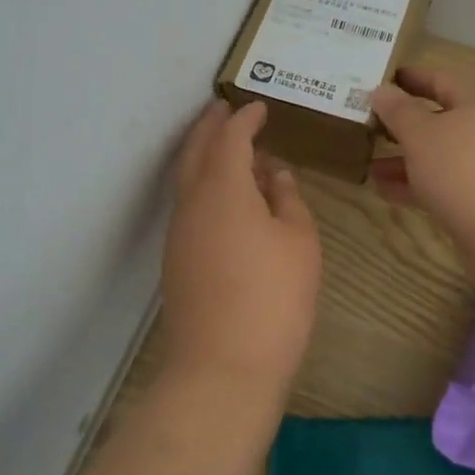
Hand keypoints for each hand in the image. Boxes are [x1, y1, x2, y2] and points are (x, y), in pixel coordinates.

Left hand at [159, 100, 320, 399]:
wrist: (222, 368)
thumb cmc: (273, 299)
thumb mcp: (298, 242)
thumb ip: (288, 199)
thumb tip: (274, 174)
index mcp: (223, 187)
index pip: (230, 137)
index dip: (244, 118)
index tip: (259, 107)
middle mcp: (192, 202)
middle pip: (196, 150)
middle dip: (210, 125)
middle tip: (225, 108)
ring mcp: (178, 232)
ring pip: (187, 178)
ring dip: (205, 155)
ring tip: (230, 149)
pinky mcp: (176, 258)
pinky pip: (188, 204)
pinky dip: (204, 185)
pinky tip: (227, 198)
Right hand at [367, 68, 474, 253]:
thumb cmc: (462, 169)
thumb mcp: (420, 134)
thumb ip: (397, 110)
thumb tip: (381, 90)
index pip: (440, 79)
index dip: (409, 79)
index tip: (381, 79)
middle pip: (440, 119)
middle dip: (402, 125)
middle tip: (369, 125)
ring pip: (440, 154)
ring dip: (404, 158)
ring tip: (369, 164)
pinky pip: (445, 182)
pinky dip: (417, 183)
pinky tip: (385, 190)